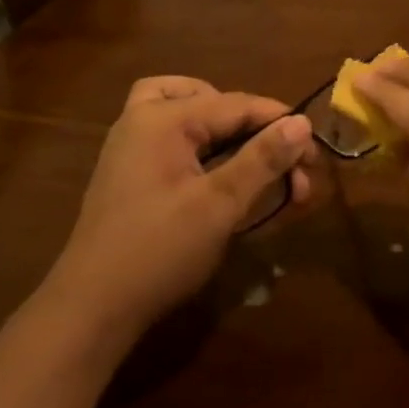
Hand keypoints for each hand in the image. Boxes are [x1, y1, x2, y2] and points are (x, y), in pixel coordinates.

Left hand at [46, 77, 313, 337]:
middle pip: (211, 100)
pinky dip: (202, 146)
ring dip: (226, 131)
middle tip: (284, 166)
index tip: (316, 155)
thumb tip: (302, 122)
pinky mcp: (129, 172)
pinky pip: (172, 139)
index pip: (237, 104)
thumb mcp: (220, 204)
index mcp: (162, 118)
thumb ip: (262, 159)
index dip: (281, 124)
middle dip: (254, 129)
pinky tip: (221, 176)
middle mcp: (142, 120)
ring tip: (254, 159)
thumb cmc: (160, 250)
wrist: (93, 307)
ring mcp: (130, 145)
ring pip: (187, 113)